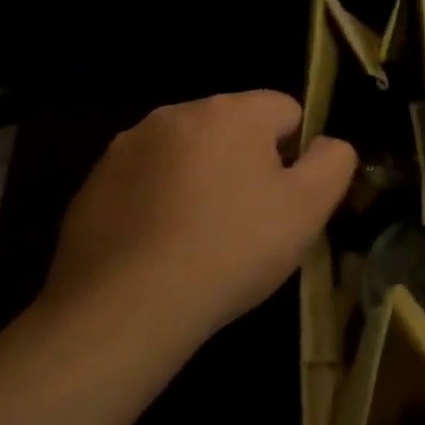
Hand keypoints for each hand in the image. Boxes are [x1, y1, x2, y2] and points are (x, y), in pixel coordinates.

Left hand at [39, 90, 356, 345]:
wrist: (122, 313)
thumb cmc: (231, 250)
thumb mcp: (310, 206)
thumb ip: (334, 160)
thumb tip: (325, 144)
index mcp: (232, 111)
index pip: (287, 110)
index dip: (295, 155)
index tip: (285, 199)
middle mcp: (176, 114)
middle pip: (235, 129)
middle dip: (247, 164)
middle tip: (249, 221)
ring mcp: (126, 149)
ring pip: (189, 154)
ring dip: (202, 181)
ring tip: (202, 240)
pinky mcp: (90, 186)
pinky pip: (147, 183)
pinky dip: (160, 204)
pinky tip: (161, 249)